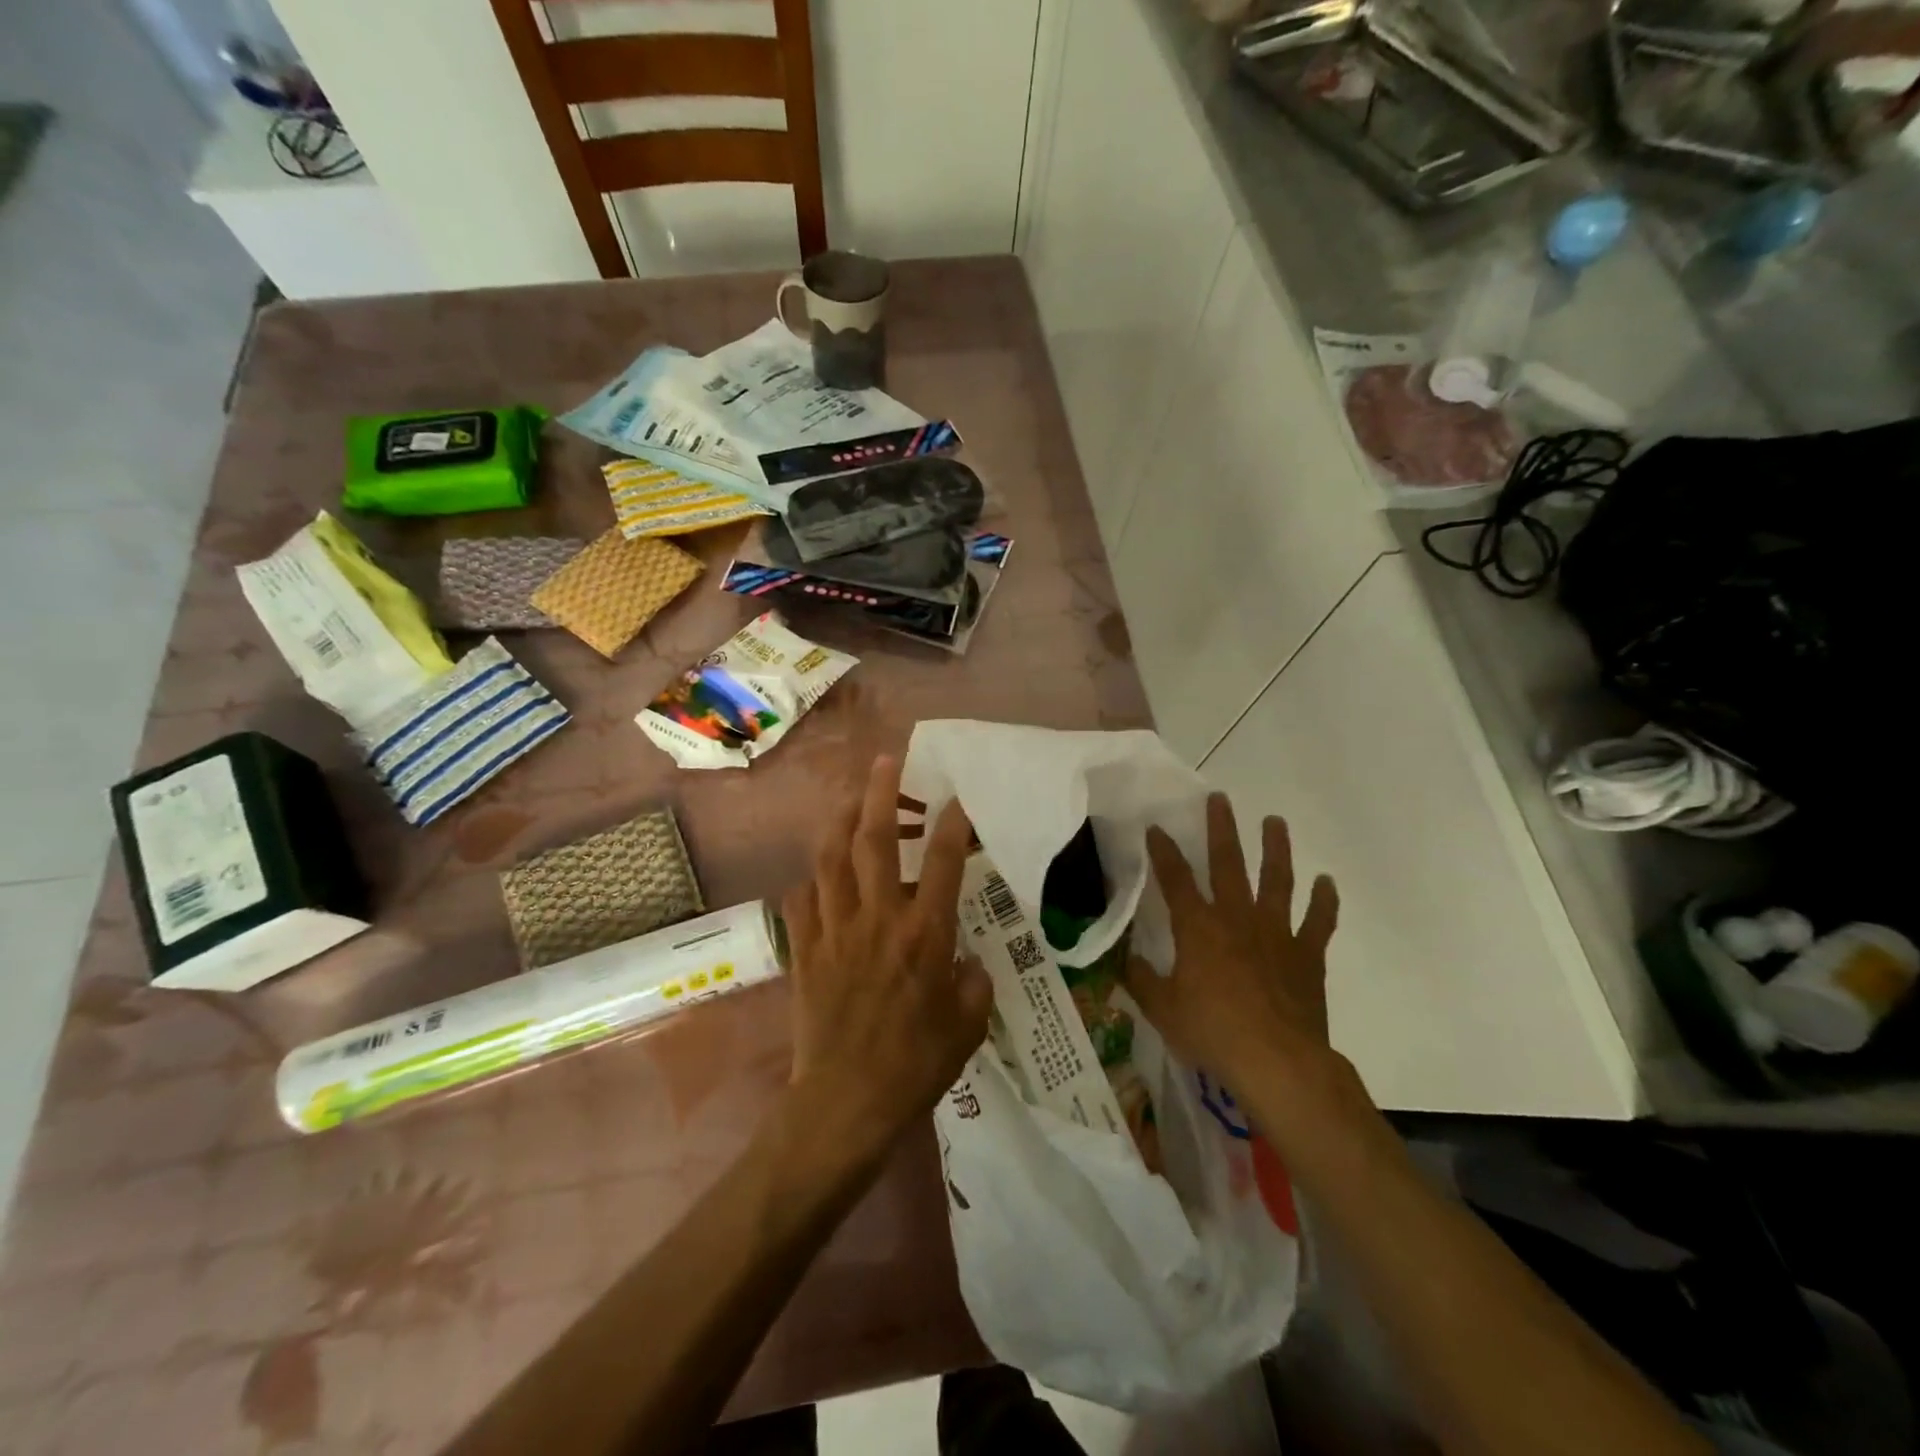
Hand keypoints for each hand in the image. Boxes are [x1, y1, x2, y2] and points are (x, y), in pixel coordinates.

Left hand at [780, 755, 991, 1157]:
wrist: (845, 1104)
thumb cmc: (916, 1066)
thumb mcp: (967, 1027)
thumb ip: (973, 986)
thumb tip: (968, 965)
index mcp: (923, 935)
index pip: (941, 862)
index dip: (951, 823)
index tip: (957, 797)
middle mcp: (877, 920)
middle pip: (873, 841)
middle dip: (880, 793)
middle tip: (886, 760)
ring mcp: (834, 931)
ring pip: (829, 859)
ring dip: (839, 821)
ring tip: (849, 799)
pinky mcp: (804, 951)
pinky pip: (801, 901)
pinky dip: (811, 881)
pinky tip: (819, 878)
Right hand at [1122, 793, 1341, 1098]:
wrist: (1278, 1063)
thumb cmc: (1212, 1032)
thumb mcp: (1162, 1009)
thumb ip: (1141, 979)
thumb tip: (1125, 958)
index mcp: (1198, 928)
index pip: (1175, 879)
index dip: (1163, 851)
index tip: (1156, 827)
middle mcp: (1236, 918)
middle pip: (1228, 864)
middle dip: (1221, 829)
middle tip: (1220, 799)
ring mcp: (1276, 933)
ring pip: (1277, 880)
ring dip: (1276, 849)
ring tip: (1275, 821)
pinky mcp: (1306, 955)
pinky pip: (1319, 921)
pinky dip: (1324, 901)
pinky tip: (1326, 881)